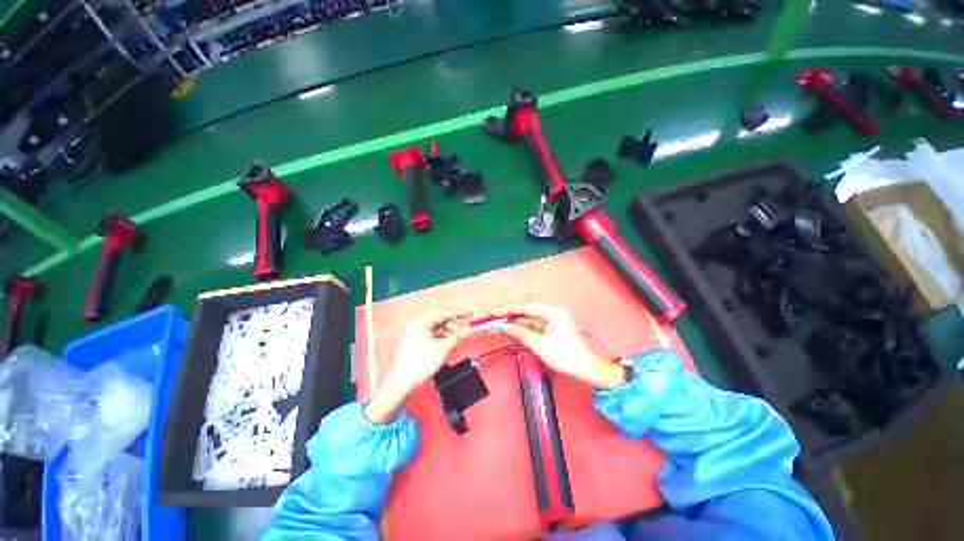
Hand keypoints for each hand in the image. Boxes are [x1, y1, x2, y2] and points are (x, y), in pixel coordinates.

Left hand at [364, 310, 473, 422]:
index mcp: (421, 322)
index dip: (458, 313)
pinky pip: (432, 336)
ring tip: (455, 344)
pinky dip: (441, 340)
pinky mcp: (415, 342)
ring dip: (448, 335)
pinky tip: (447, 348)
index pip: (443, 313)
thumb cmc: (420, 363)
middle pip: (440, 321)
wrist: (401, 383)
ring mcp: (414, 334)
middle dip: (453, 328)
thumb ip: (458, 337)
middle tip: (463, 335)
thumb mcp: (443, 349)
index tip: (471, 314)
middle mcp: (417, 325)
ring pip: (437, 329)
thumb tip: (471, 329)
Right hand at [491, 303, 624, 389]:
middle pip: (526, 313)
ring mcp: (552, 322)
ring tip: (499, 326)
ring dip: (515, 324)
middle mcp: (552, 314)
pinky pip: (534, 328)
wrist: (586, 369)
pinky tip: (512, 332)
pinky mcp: (552, 331)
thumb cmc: (565, 355)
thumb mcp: (539, 344)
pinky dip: (523, 330)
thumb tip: (504, 326)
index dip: (507, 309)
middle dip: (510, 316)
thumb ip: (520, 333)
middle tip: (493, 319)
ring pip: (529, 321)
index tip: (493, 312)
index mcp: (552, 312)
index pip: (525, 307)